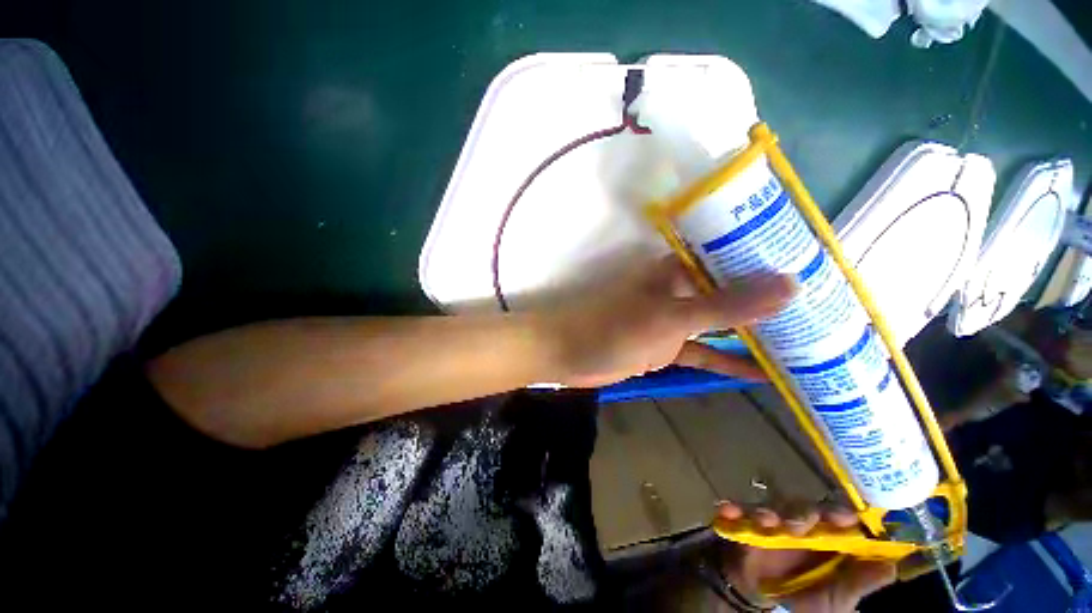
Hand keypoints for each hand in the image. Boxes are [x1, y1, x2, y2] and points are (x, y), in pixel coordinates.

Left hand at [546, 256, 796, 386]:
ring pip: (720, 326)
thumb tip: (790, 284)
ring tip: (804, 344)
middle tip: (822, 314)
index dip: (771, 264)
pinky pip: (703, 353)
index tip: (816, 273)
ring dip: (753, 335)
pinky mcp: (666, 347)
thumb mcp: (672, 316)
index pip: (732, 259)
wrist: (569, 353)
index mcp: (679, 270)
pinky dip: (727, 362)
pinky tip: (763, 373)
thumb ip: (726, 304)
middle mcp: (680, 291)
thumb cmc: (614, 327)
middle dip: (769, 305)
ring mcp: (673, 321)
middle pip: (731, 294)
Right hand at [716, 502, 895, 612]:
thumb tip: (891, 566)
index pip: (839, 517)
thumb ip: (860, 582)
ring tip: (767, 523)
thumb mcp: (838, 598)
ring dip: (770, 512)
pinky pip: (739, 510)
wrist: (763, 594)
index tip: (845, 519)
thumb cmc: (807, 596)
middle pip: (805, 507)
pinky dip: (734, 508)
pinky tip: (729, 510)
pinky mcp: (747, 521)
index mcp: (829, 537)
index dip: (842, 515)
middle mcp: (803, 523)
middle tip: (801, 525)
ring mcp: (774, 521)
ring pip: (773, 507)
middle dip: (804, 512)